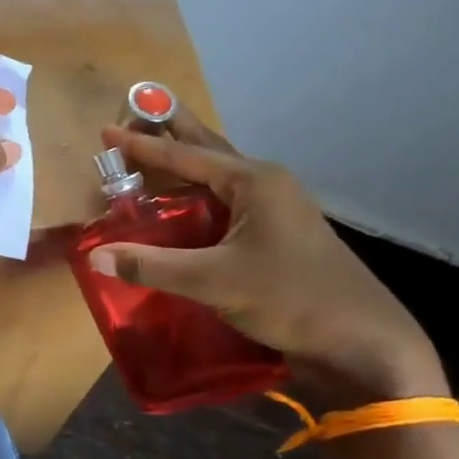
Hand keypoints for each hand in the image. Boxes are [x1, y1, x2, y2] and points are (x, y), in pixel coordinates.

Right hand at [88, 112, 444, 407]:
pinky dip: (195, 197)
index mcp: (254, 182)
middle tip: (135, 115)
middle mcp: (265, 185)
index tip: (106, 131)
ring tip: (149, 157)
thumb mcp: (214, 281)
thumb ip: (152, 266)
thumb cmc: (291, 298)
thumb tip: (95, 257)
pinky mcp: (276, 235)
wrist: (362, 342)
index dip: (143, 146)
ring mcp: (275, 210)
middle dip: (171, 133)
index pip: (185, 155)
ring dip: (183, 167)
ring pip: (217, 177)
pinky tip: (178, 209)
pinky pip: (224, 203)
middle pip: (208, 150)